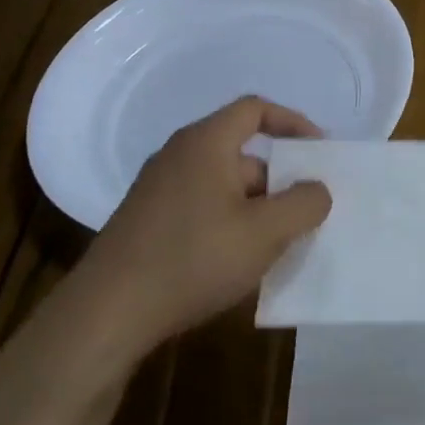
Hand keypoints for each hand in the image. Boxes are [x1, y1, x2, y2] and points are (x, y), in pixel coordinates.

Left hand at [23, 97, 330, 397]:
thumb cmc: (193, 259)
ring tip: (277, 245)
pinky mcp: (147, 221)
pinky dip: (229, 223)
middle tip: (305, 211)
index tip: (318, 151)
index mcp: (206, 143)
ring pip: (223, 185)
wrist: (106, 315)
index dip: (292, 122)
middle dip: (279, 180)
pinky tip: (238, 262)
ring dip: (256, 207)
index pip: (255, 109)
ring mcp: (158, 189)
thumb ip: (304, 204)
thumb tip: (317, 190)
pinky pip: (202, 207)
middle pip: (242, 153)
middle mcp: (179, 155)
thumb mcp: (265, 232)